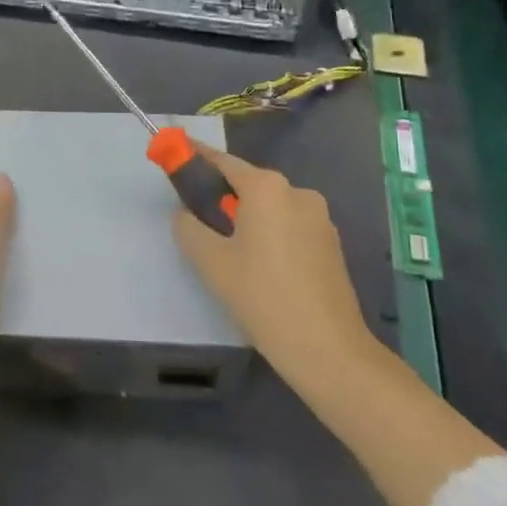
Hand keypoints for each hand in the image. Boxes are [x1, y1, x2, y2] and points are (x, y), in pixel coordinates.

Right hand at [171, 145, 380, 393]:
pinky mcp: (332, 244)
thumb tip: (185, 214)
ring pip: (271, 208)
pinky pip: (290, 226)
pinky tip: (262, 268)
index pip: (222, 162)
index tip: (174, 154)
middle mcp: (297, 192)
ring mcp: (320, 218)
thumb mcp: (211, 262)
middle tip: (199, 221)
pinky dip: (271, 235)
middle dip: (223, 196)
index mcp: (267, 188)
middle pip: (249, 184)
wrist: (329, 351)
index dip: (195, 157)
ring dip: (249, 219)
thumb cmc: (263, 297)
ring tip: (231, 254)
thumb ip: (188, 227)